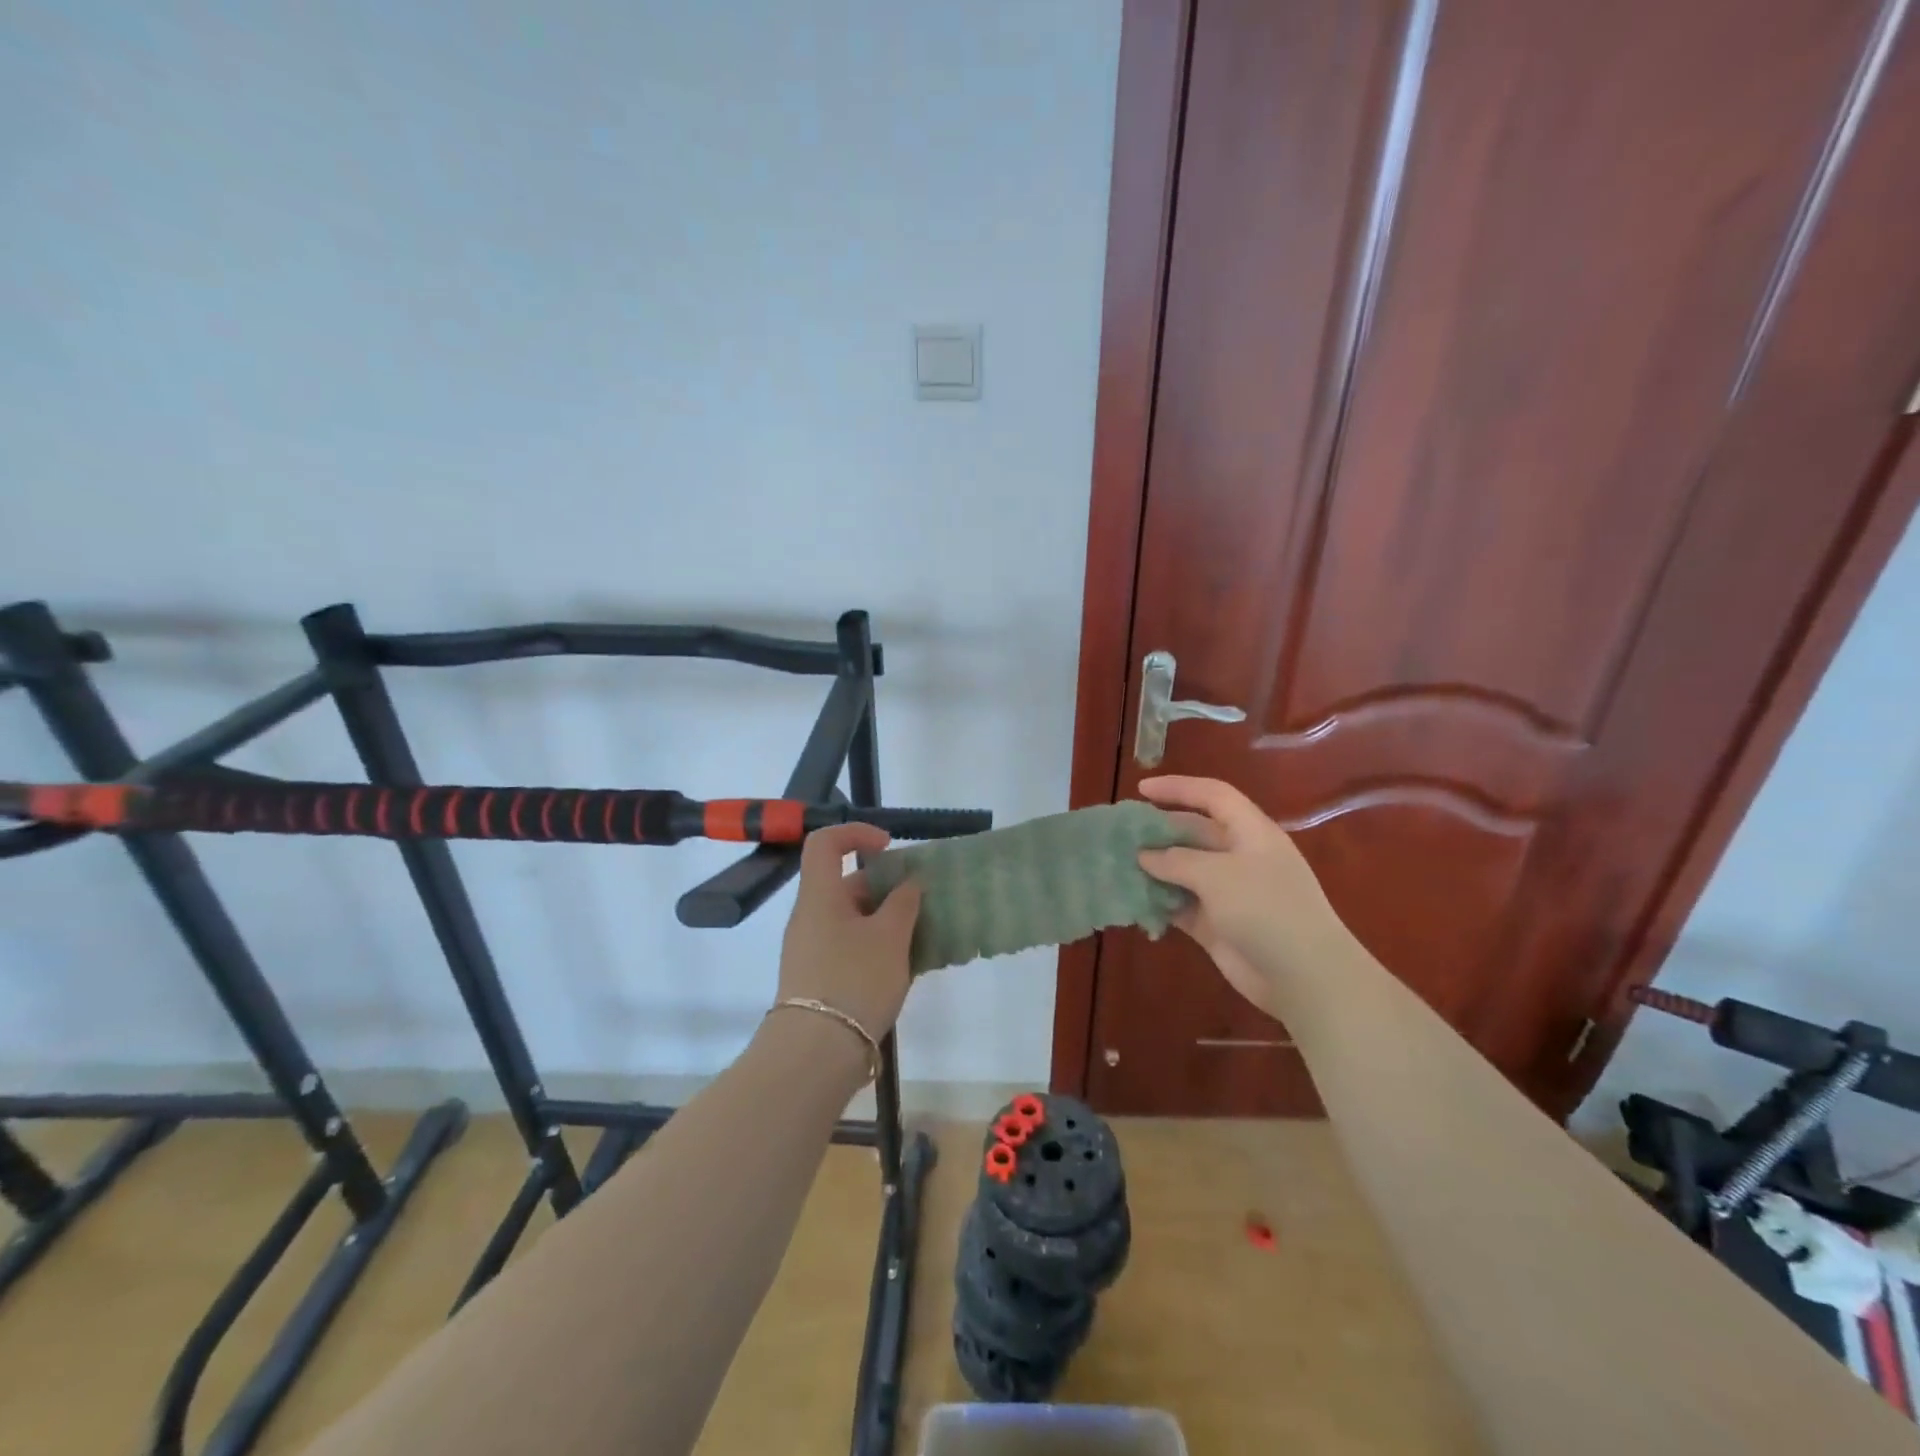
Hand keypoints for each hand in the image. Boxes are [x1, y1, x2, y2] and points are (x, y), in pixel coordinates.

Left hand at [775, 823, 922, 1040]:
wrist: (816, 1053)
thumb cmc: (854, 980)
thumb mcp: (890, 937)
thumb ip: (904, 902)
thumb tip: (909, 882)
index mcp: (820, 895)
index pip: (826, 842)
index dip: (858, 834)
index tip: (890, 848)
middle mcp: (809, 916)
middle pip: (844, 883)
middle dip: (884, 887)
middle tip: (918, 904)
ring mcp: (809, 949)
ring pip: (850, 918)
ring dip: (884, 920)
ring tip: (918, 939)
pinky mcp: (816, 978)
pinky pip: (847, 946)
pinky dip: (874, 946)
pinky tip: (902, 968)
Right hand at [1135, 776, 1347, 1018]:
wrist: (1304, 977)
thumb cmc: (1265, 909)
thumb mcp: (1217, 875)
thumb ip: (1176, 860)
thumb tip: (1144, 855)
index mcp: (1251, 832)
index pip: (1213, 796)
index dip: (1178, 788)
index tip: (1141, 789)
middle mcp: (1240, 857)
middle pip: (1195, 832)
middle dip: (1159, 831)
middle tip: (1121, 834)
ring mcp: (1229, 893)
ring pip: (1184, 871)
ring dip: (1154, 869)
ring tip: (1118, 866)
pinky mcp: (1217, 925)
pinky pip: (1182, 906)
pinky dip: (1160, 903)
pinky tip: (1133, 902)